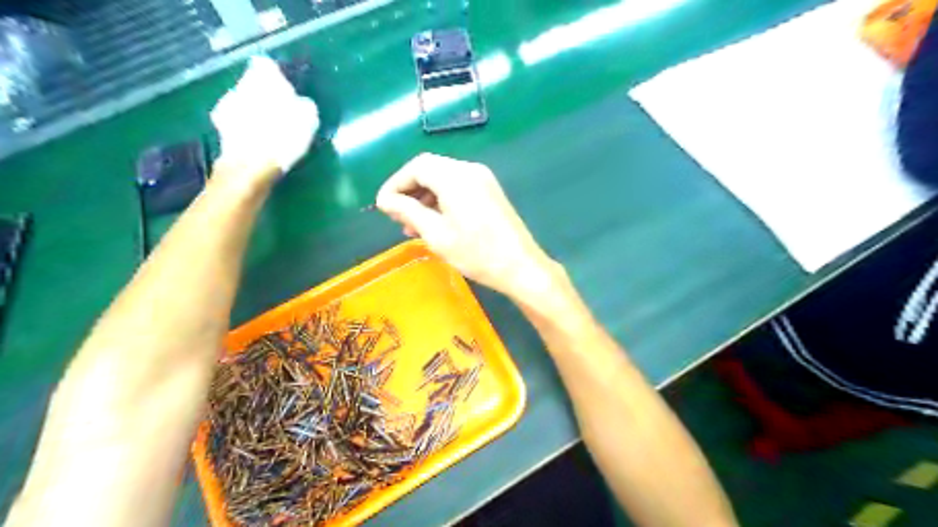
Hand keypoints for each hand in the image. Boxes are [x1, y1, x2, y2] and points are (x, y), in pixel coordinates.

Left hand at [210, 54, 319, 178]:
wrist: (251, 166)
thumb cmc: (283, 137)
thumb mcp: (308, 119)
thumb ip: (304, 105)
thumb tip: (301, 103)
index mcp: (261, 79)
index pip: (266, 66)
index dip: (277, 78)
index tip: (288, 91)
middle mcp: (239, 86)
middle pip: (253, 85)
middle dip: (265, 96)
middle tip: (282, 111)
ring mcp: (226, 107)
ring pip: (243, 103)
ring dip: (254, 112)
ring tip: (271, 129)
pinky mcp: (221, 130)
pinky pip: (238, 123)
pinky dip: (247, 128)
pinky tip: (258, 142)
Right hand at [377, 153, 559, 299]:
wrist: (520, 267)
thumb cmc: (476, 253)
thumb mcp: (436, 234)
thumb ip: (408, 211)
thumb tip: (385, 200)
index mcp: (455, 176)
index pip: (416, 167)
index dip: (395, 183)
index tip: (383, 206)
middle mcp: (470, 170)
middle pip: (430, 170)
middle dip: (410, 192)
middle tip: (398, 218)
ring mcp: (483, 179)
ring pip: (444, 179)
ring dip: (425, 198)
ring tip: (413, 226)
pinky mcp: (490, 191)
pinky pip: (458, 188)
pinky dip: (442, 200)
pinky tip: (435, 223)